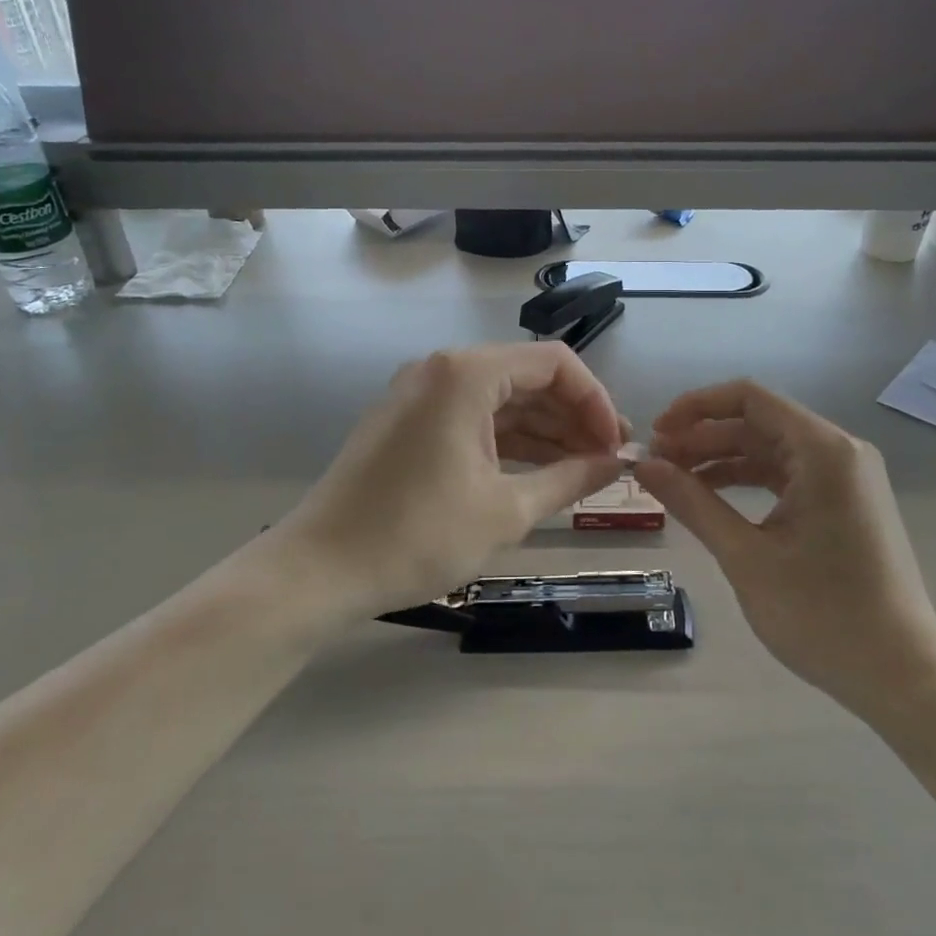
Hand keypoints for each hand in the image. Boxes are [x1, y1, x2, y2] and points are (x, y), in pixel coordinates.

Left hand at [273, 343, 626, 620]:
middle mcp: (443, 369)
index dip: (596, 401)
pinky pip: (473, 417)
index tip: (616, 446)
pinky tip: (539, 471)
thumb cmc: (418, 536)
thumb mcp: (506, 510)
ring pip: (501, 400)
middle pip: (528, 378)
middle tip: (607, 461)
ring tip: (583, 470)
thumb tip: (615, 464)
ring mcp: (420, 394)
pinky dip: (508, 441)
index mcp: (467, 373)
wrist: (319, 571)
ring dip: (544, 431)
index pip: (555, 364)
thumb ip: (570, 478)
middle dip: (573, 417)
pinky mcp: (408, 422)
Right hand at [634, 380, 935, 714]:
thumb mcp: (745, 555)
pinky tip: (713, 499)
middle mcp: (839, 451)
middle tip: (656, 464)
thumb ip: (692, 502)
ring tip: (675, 481)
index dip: (695, 408)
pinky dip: (749, 481)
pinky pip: (788, 475)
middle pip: (758, 422)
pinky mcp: (847, 503)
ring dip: (722, 460)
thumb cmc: (822, 614)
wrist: (901, 676)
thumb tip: (644, 465)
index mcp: (822, 450)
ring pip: (771, 450)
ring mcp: (847, 478)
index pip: (748, 398)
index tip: (656, 433)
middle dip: (703, 438)